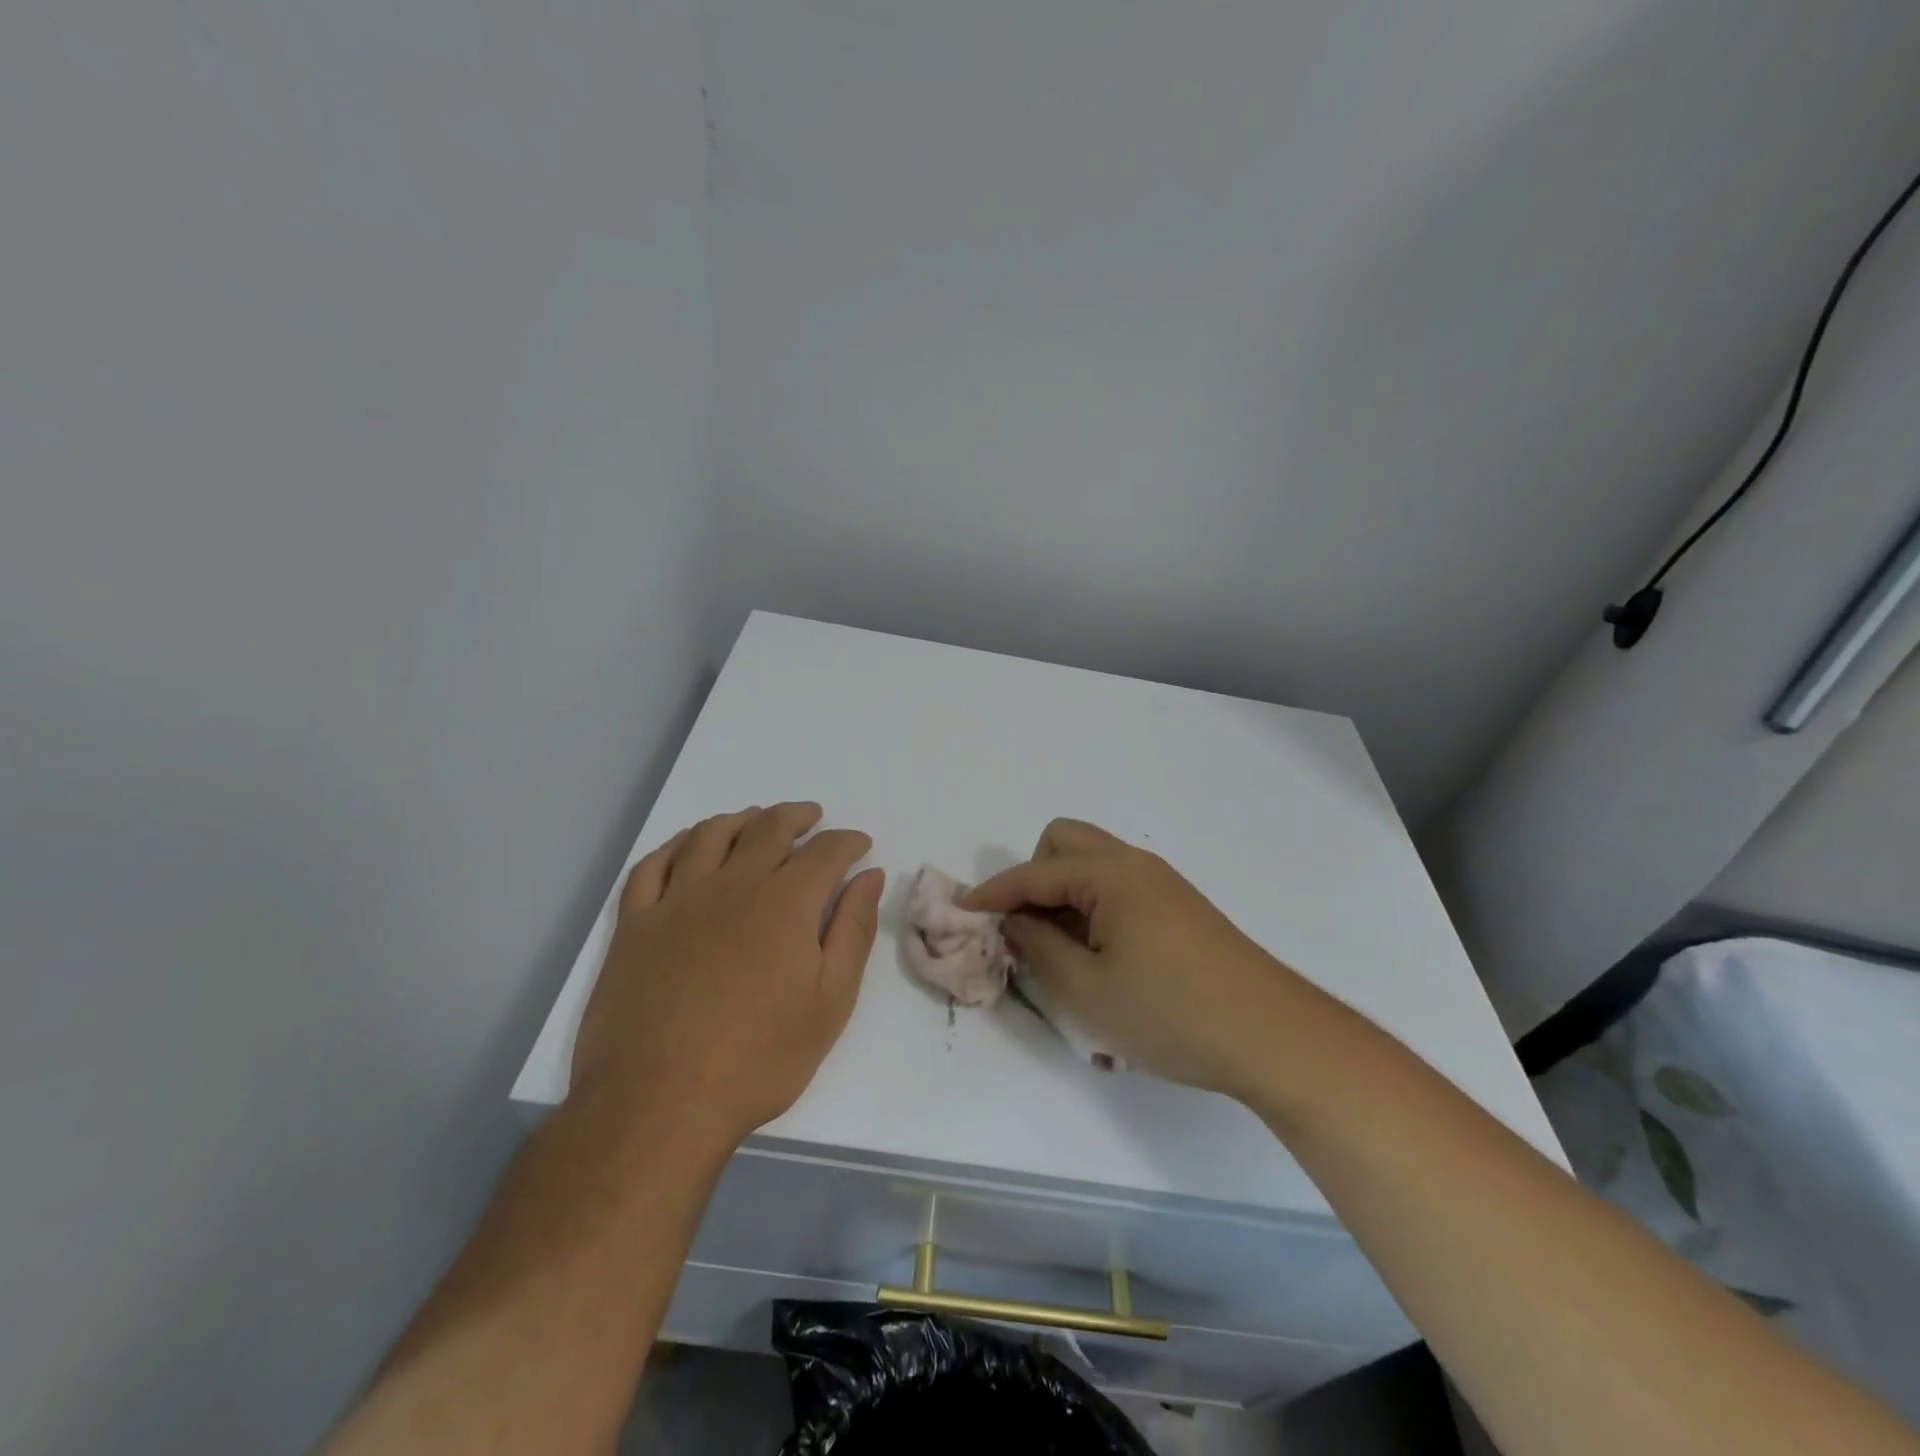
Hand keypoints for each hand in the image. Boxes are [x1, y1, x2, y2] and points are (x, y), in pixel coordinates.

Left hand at [570, 803, 883, 1154]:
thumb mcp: (830, 1001)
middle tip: (812, 817)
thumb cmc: (759, 1058)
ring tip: (754, 820)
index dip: (847, 842)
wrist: (658, 1102)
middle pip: (768, 829)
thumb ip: (853, 931)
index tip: (859, 845)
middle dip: (797, 817)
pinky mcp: (635, 925)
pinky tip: (686, 846)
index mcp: (784, 903)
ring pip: (710, 836)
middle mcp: (732, 885)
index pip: (825, 852)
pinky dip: (674, 846)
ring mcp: (677, 901)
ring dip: (740, 820)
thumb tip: (869, 877)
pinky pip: (652, 866)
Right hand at [966, 819, 1298, 1099]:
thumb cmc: (1170, 1014)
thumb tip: (1014, 923)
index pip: (1034, 873)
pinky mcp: (1179, 906)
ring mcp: (1162, 883)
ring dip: (1063, 893)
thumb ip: (1038, 948)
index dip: (994, 893)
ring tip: (1060, 949)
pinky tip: (1099, 954)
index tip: (963, 912)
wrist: (1272, 1036)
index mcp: (1111, 875)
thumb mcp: (1087, 991)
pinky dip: (1092, 906)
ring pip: (1093, 863)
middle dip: (1033, 878)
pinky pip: (1118, 886)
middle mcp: (1136, 864)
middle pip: (1065, 843)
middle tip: (1027, 930)